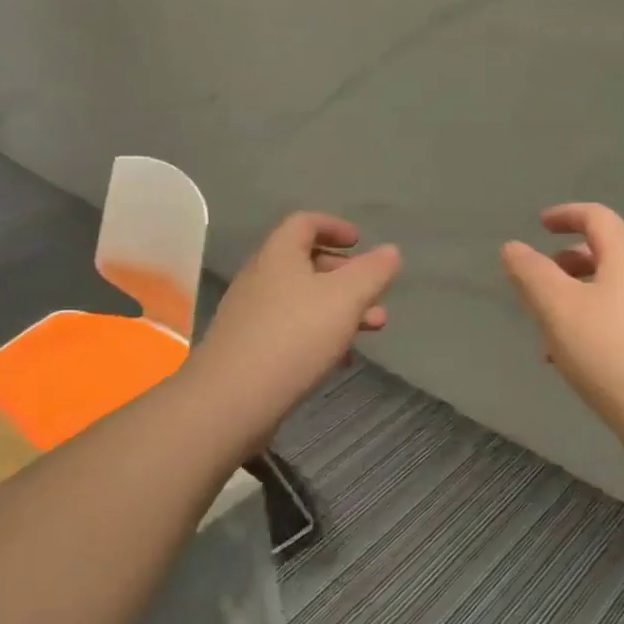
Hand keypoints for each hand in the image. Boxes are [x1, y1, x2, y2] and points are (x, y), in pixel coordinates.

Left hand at [187, 212, 400, 458]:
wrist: (232, 400)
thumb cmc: (294, 337)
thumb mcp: (345, 299)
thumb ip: (372, 272)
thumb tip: (391, 251)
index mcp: (279, 256)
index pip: (304, 223)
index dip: (335, 226)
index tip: (361, 242)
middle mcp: (260, 279)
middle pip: (305, 263)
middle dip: (346, 275)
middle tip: (374, 293)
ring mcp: (251, 316)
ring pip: (303, 301)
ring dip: (339, 309)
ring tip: (373, 329)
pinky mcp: (249, 350)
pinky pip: (291, 331)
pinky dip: (320, 336)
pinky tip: (340, 360)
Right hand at [502, 203, 623, 465]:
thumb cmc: (610, 353)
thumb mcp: (558, 308)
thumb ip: (531, 273)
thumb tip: (513, 248)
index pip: (598, 218)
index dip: (566, 214)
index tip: (539, 225)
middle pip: (604, 255)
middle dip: (565, 262)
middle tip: (536, 281)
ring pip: (607, 293)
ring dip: (573, 299)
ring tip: (544, 330)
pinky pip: (616, 323)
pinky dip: (587, 326)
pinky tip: (568, 361)